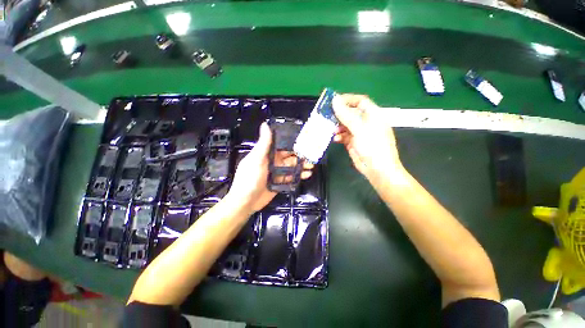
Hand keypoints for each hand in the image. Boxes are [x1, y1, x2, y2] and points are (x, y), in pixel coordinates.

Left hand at [228, 123, 312, 212]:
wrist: (246, 201)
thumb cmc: (250, 178)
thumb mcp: (257, 159)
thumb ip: (264, 143)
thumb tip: (265, 124)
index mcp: (267, 154)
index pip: (282, 146)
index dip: (293, 143)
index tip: (304, 141)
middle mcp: (273, 162)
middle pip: (290, 156)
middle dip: (300, 155)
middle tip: (312, 155)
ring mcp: (277, 173)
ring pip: (292, 167)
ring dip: (302, 165)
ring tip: (311, 165)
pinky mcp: (280, 182)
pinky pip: (291, 177)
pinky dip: (299, 175)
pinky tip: (307, 175)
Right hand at [332, 94, 402, 181]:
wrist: (377, 169)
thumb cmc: (373, 146)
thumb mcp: (359, 129)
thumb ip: (346, 115)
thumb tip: (335, 100)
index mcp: (373, 115)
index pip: (360, 101)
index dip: (347, 100)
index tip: (333, 102)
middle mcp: (366, 122)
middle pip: (350, 113)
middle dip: (339, 114)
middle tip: (326, 115)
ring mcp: (359, 133)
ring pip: (345, 125)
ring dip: (337, 126)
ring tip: (331, 130)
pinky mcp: (353, 143)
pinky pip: (343, 136)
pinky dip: (338, 136)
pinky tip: (335, 139)